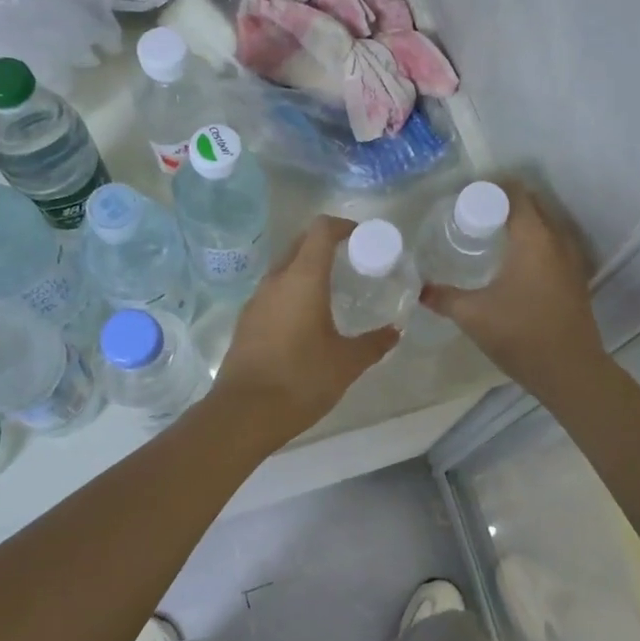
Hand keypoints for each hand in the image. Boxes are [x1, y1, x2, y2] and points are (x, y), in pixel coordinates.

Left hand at [211, 215, 398, 438]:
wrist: (244, 414)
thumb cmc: (301, 379)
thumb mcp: (347, 363)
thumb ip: (374, 343)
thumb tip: (395, 331)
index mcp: (303, 278)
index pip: (321, 230)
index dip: (343, 226)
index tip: (362, 238)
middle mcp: (276, 280)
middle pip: (301, 243)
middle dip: (326, 244)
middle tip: (352, 262)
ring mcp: (256, 300)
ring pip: (285, 268)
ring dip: (307, 269)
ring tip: (333, 291)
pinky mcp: (246, 321)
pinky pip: (274, 292)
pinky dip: (293, 292)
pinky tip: (307, 319)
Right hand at [420, 181, 606, 397]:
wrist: (570, 371)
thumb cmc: (520, 334)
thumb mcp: (473, 315)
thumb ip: (444, 297)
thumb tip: (420, 289)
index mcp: (534, 238)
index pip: (516, 194)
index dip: (492, 189)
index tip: (467, 196)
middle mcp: (557, 240)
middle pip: (533, 205)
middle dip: (505, 203)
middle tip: (474, 214)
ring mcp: (572, 260)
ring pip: (547, 226)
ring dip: (523, 223)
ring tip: (492, 234)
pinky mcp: (576, 279)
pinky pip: (554, 245)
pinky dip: (535, 242)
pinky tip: (515, 262)